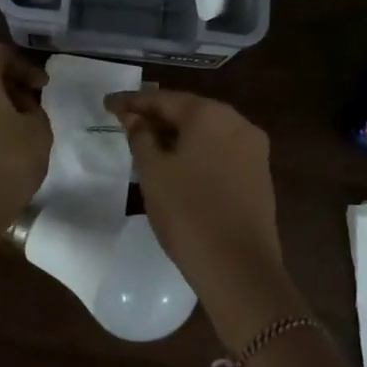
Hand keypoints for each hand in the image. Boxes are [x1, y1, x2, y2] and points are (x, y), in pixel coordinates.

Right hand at [105, 88, 283, 306]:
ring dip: (177, 136)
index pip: (163, 99)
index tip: (107, 104)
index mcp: (210, 114)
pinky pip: (220, 151)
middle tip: (125, 123)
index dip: (132, 102)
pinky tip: (178, 165)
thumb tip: (135, 118)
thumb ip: (141, 137)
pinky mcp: (259, 174)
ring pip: (206, 133)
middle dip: (157, 117)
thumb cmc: (187, 212)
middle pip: (189, 112)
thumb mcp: (153, 172)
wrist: (238, 267)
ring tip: (148, 144)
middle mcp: (237, 122)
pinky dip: (197, 152)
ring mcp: (253, 149)